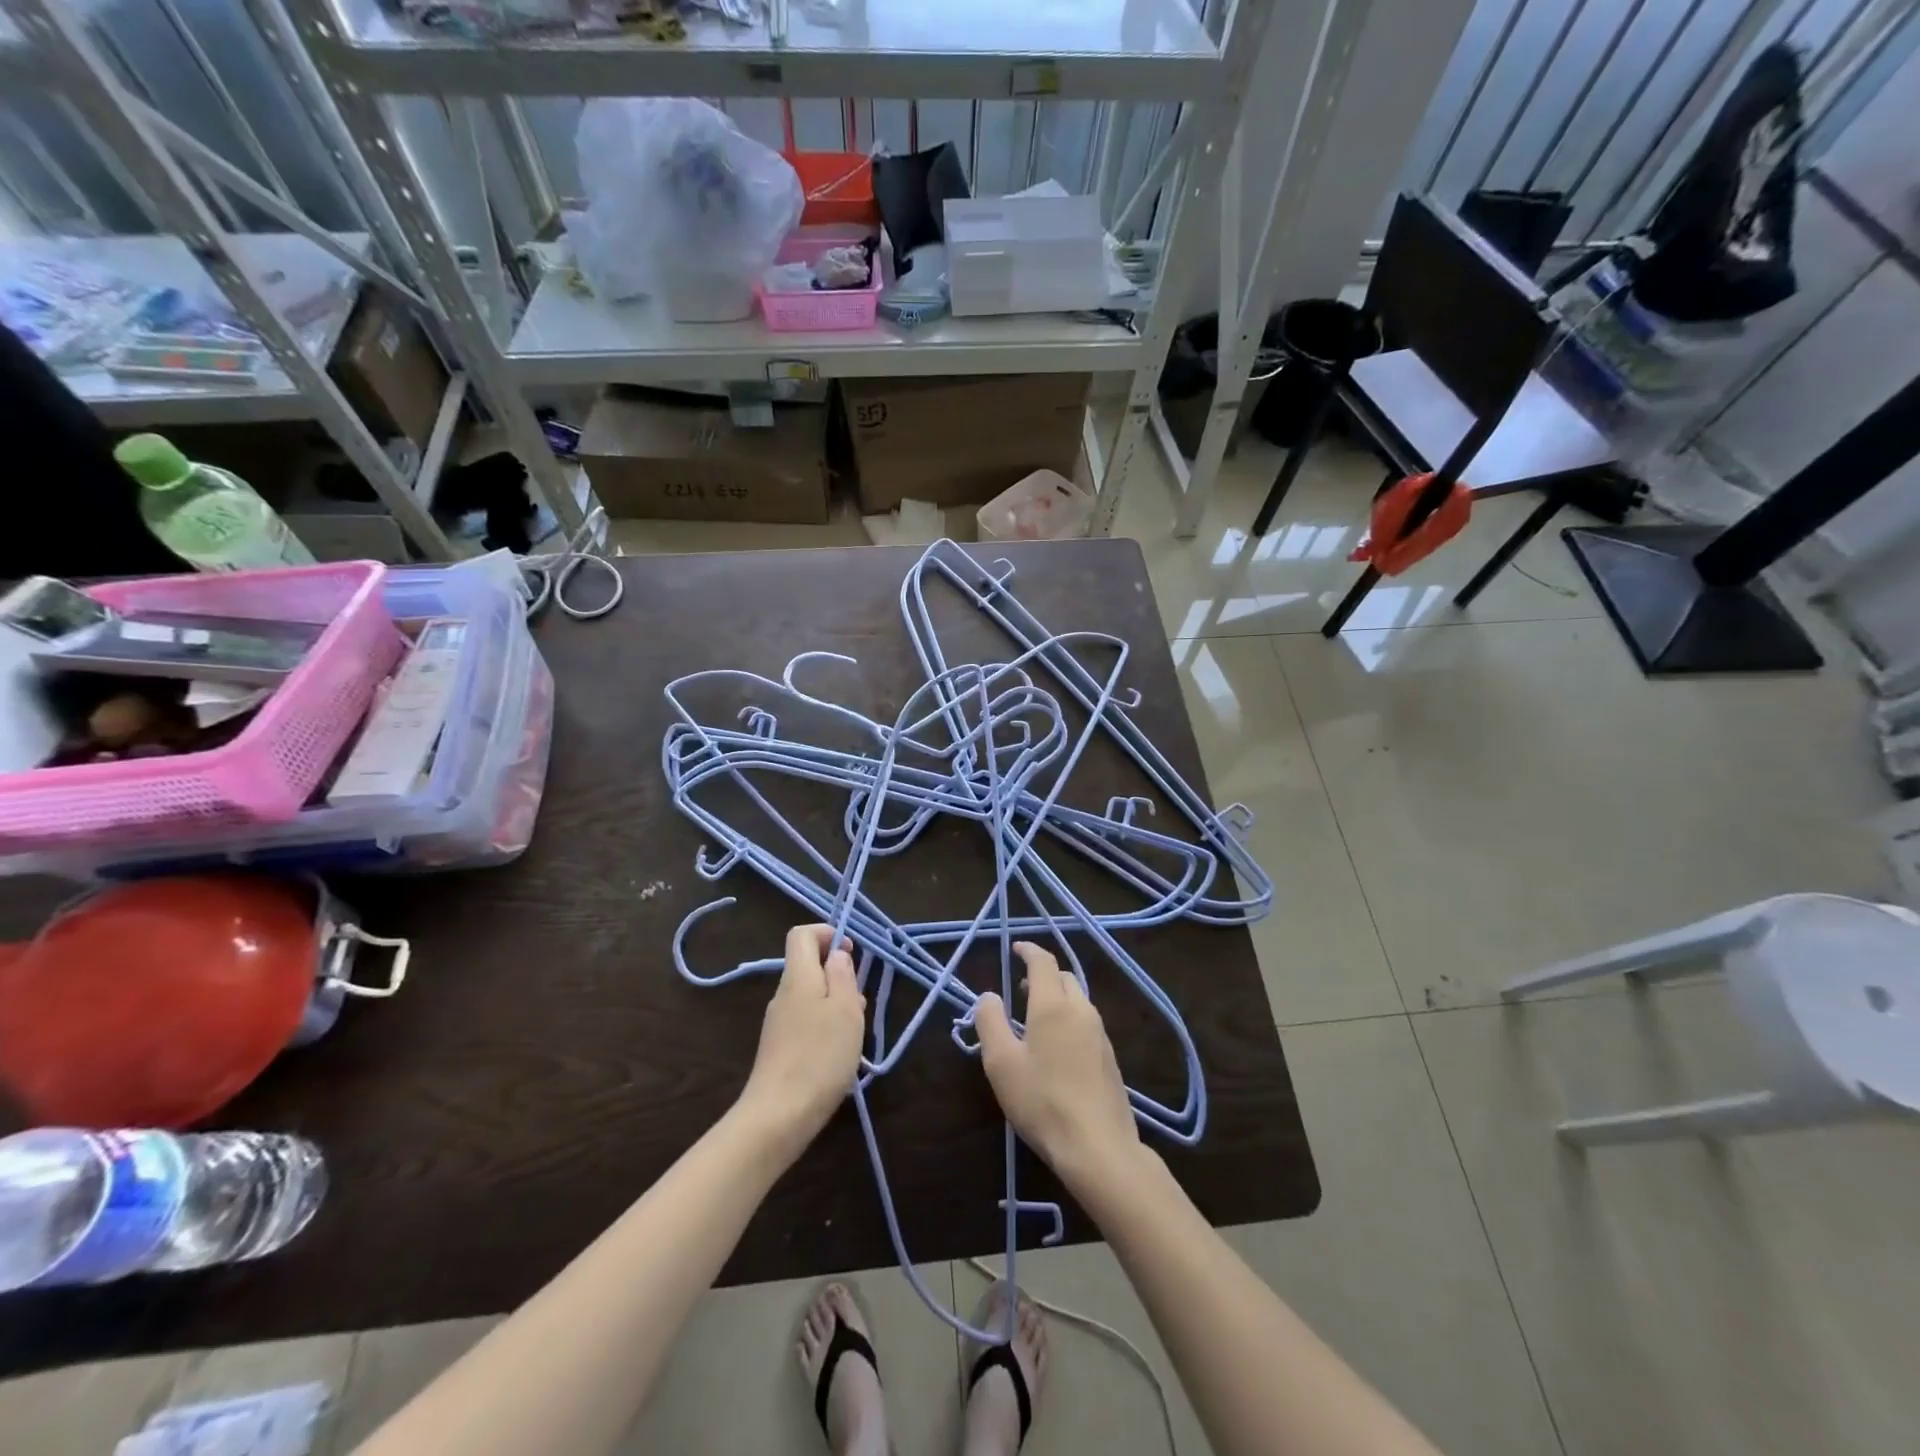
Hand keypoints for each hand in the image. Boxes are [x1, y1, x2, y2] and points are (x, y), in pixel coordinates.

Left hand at [739, 925, 866, 1153]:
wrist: (779, 1116)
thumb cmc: (819, 1056)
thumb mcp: (844, 1009)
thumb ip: (842, 974)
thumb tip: (836, 953)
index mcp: (798, 977)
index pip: (802, 934)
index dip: (827, 934)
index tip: (851, 953)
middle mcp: (783, 994)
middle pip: (809, 966)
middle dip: (839, 976)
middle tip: (858, 1003)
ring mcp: (778, 1022)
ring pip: (811, 996)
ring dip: (836, 1004)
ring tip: (853, 1033)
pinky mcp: (779, 1048)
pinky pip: (806, 1021)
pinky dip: (826, 1026)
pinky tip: (839, 1054)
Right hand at [974, 942, 1141, 1190]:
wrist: (1098, 1147)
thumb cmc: (1042, 1101)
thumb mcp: (1001, 1063)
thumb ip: (990, 1022)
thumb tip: (988, 995)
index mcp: (1053, 1005)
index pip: (1043, 962)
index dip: (1028, 950)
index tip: (1015, 948)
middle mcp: (1081, 1010)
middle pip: (1063, 977)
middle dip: (1042, 975)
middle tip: (1019, 987)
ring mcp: (1100, 1034)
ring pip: (1078, 1000)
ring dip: (1056, 997)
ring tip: (1035, 1017)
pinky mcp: (1110, 1058)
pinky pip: (1086, 1022)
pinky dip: (1069, 1018)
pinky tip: (1057, 1047)